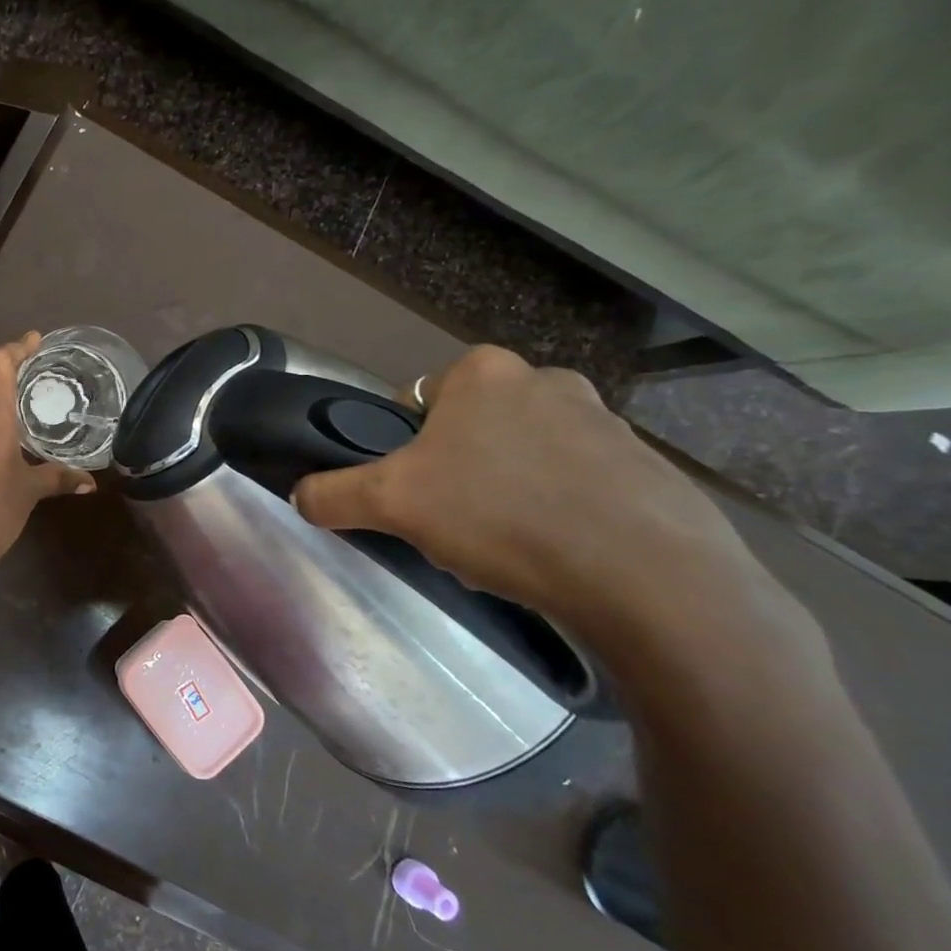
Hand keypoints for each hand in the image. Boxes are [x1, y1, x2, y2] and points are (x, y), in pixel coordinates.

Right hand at [290, 346, 821, 682]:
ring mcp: (608, 421)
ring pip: (524, 455)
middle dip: (456, 470)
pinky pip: (578, 483)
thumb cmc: (503, 517)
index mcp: (484, 371)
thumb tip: (300, 496)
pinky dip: (560, 510)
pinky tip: (557, 554)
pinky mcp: (650, 468)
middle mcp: (547, 380)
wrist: (650, 579)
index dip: (403, 449)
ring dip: (507, 490)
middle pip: (470, 429)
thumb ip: (333, 493)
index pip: (416, 403)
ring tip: (506, 546)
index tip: (413, 493)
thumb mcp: (391, 504)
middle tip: (453, 522)